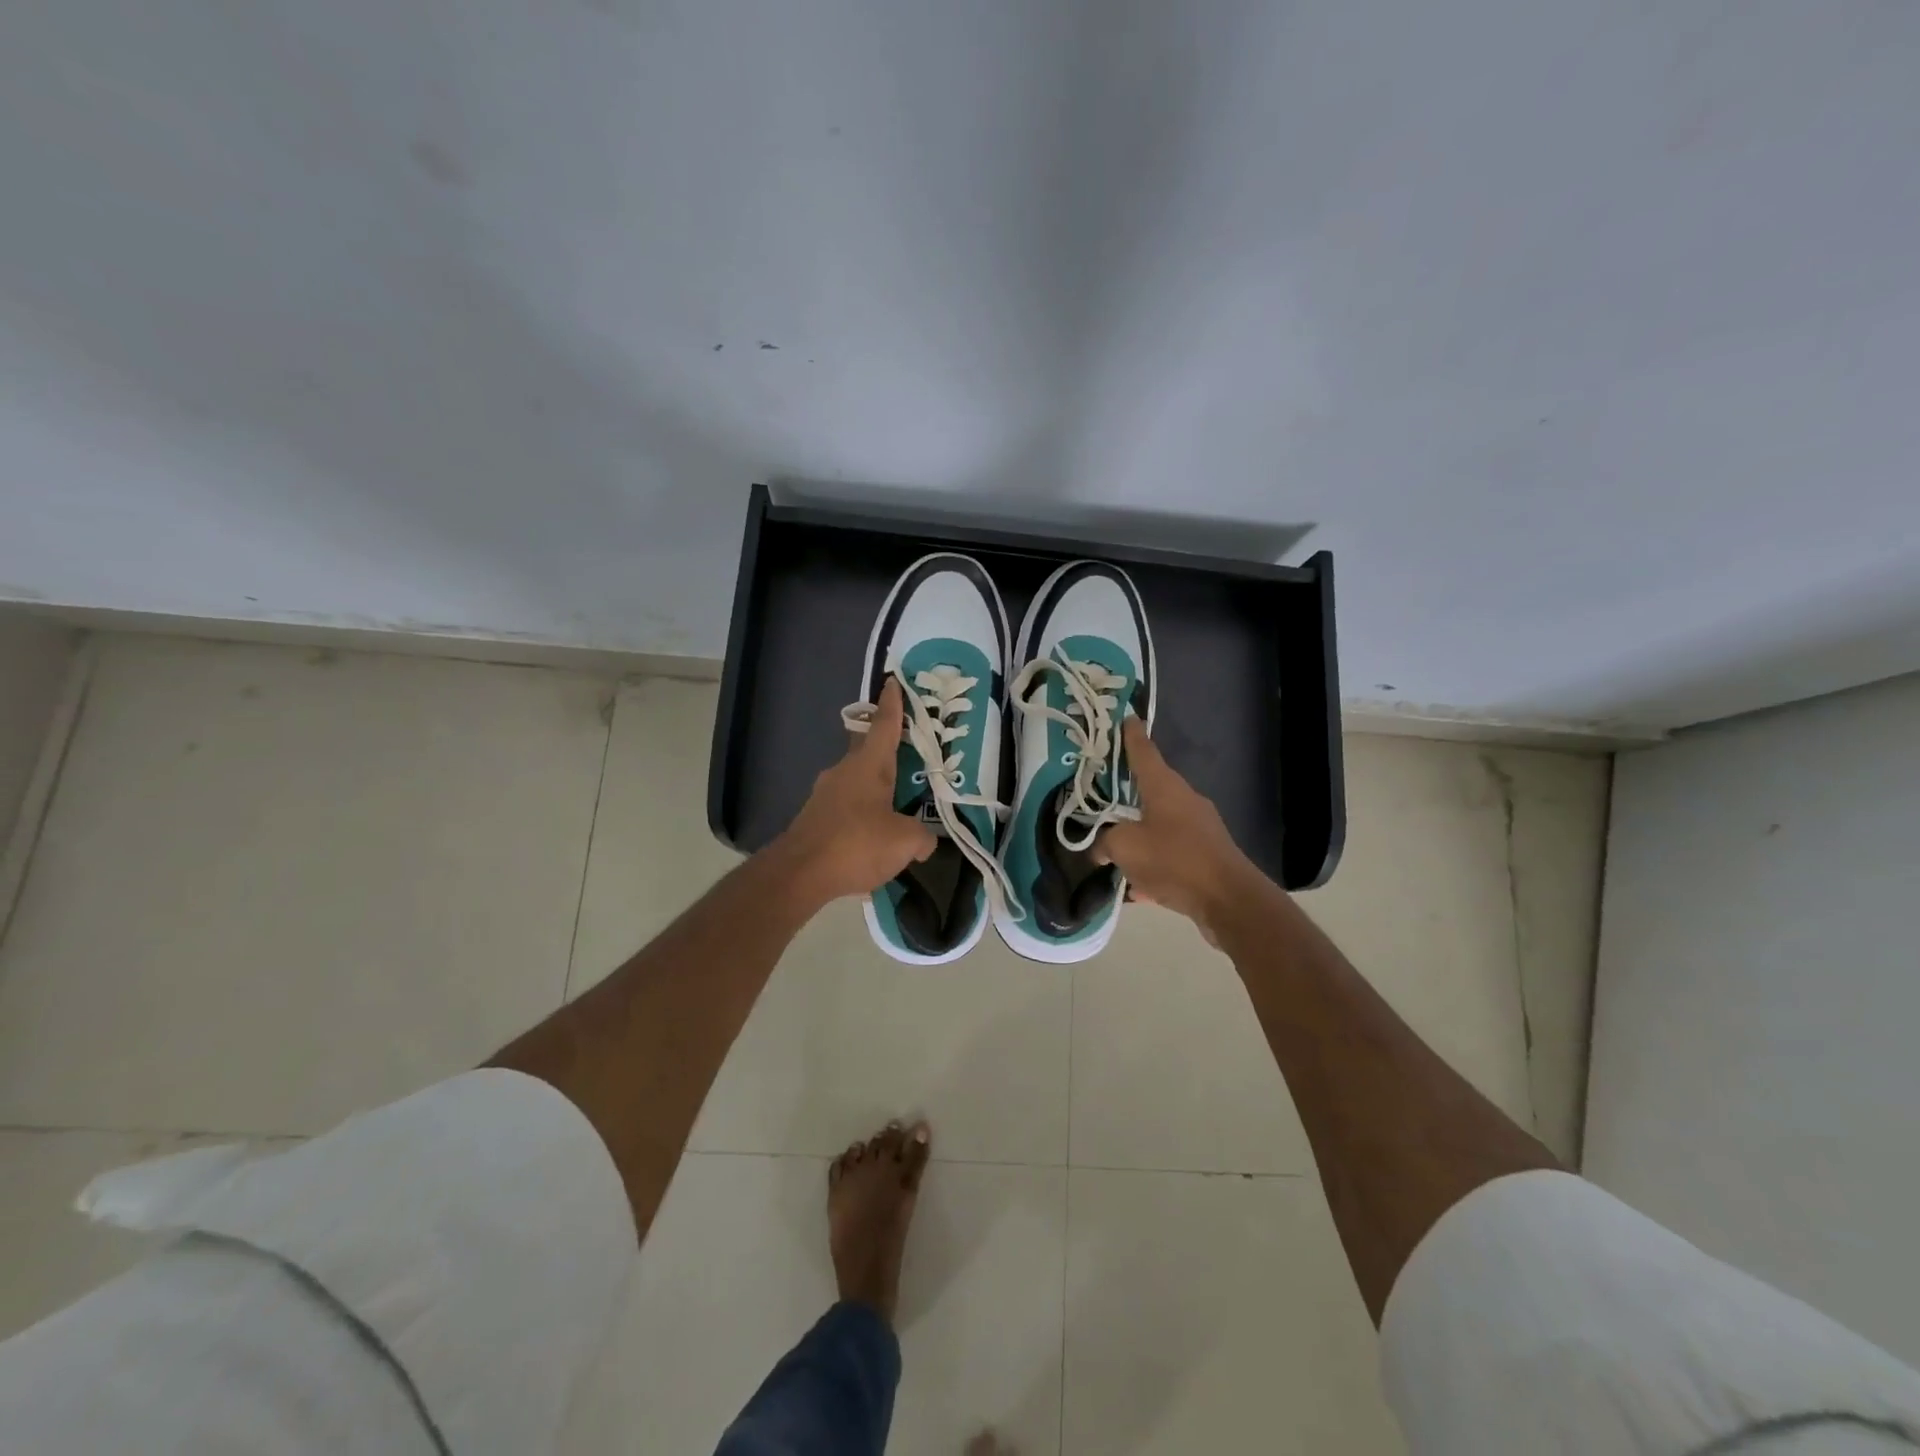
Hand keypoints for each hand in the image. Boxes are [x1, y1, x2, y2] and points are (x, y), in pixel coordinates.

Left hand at [774, 678, 937, 906]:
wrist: (799, 873)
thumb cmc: (857, 844)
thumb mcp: (905, 842)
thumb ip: (922, 837)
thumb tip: (926, 842)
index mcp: (869, 766)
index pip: (884, 725)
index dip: (892, 704)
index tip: (893, 682)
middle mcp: (844, 771)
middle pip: (868, 750)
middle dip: (887, 748)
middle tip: (908, 752)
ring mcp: (825, 794)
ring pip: (857, 781)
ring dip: (875, 788)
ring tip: (897, 806)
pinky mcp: (814, 817)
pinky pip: (846, 807)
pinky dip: (862, 814)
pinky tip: (873, 838)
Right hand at [1096, 718, 1264, 942]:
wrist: (1228, 900)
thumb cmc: (1173, 859)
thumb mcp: (1125, 848)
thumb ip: (1105, 843)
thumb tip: (1100, 849)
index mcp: (1164, 787)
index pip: (1144, 752)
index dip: (1132, 735)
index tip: (1126, 717)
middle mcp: (1184, 800)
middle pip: (1151, 789)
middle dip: (1128, 792)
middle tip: (1103, 792)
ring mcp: (1199, 828)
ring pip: (1159, 824)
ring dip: (1138, 834)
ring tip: (1113, 850)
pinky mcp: (1206, 856)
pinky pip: (1170, 853)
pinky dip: (1153, 864)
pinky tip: (1137, 887)